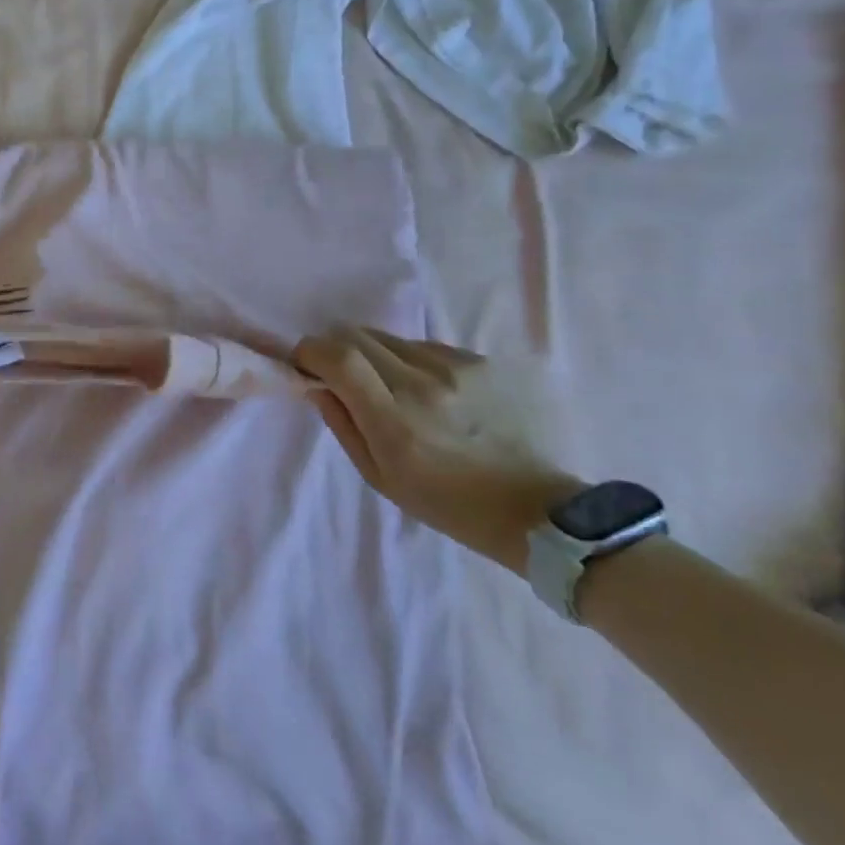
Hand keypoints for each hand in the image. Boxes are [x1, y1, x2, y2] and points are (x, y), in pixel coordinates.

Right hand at [294, 328, 583, 571]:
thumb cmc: (449, 504)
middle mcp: (423, 382)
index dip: (310, 351)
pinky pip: (425, 346)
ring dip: (374, 354)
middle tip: (339, 374)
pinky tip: (430, 392)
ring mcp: (457, 367)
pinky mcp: (482, 362)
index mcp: (394, 419)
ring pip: (389, 337)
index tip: (304, 364)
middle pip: (356, 334)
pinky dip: (410, 361)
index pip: (338, 357)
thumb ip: (342, 424)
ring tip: (390, 388)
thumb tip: (317, 384)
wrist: (539, 509)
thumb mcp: (380, 477)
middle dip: (336, 349)